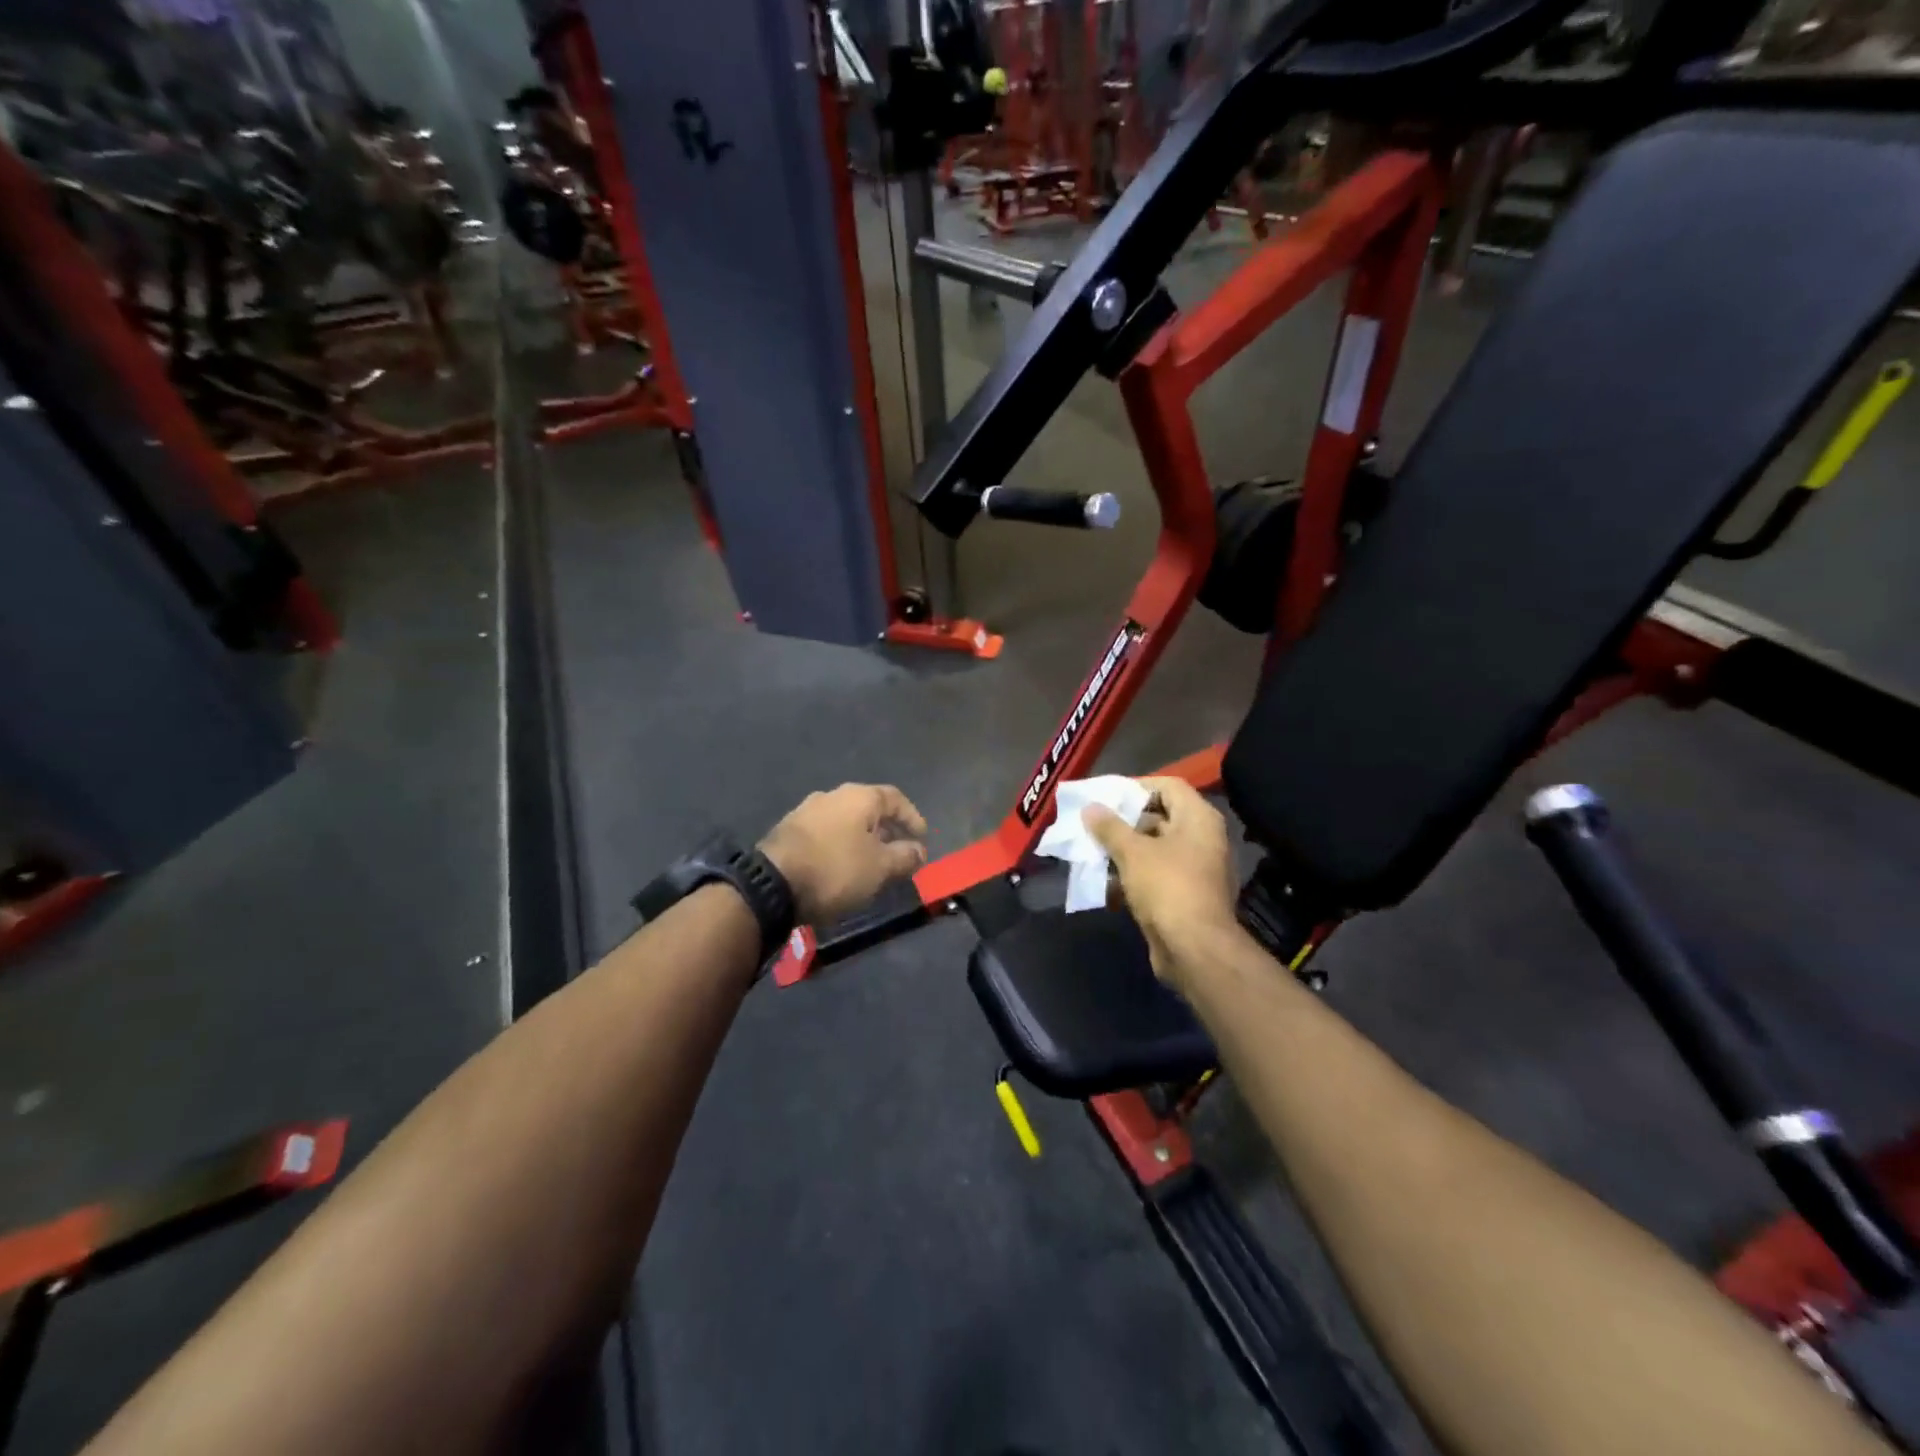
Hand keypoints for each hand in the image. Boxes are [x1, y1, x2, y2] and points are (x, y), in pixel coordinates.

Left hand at [760, 784, 928, 925]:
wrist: (771, 885)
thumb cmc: (835, 870)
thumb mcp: (880, 867)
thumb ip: (905, 856)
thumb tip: (919, 850)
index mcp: (859, 797)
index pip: (895, 798)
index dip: (912, 817)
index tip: (922, 838)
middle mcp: (832, 795)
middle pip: (869, 808)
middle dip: (887, 830)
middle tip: (899, 853)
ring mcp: (806, 811)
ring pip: (846, 822)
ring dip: (862, 839)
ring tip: (871, 863)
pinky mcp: (788, 831)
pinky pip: (826, 834)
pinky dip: (841, 846)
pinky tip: (842, 867)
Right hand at [1084, 777, 1236, 987]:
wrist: (1194, 949)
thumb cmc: (1166, 887)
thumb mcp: (1132, 852)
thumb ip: (1109, 827)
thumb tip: (1091, 808)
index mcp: (1199, 819)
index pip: (1168, 786)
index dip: (1136, 787)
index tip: (1106, 796)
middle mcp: (1203, 839)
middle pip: (1161, 817)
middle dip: (1125, 821)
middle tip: (1094, 824)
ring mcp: (1197, 869)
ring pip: (1155, 849)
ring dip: (1125, 850)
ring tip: (1093, 851)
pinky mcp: (1187, 895)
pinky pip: (1157, 875)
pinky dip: (1133, 875)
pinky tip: (1105, 881)